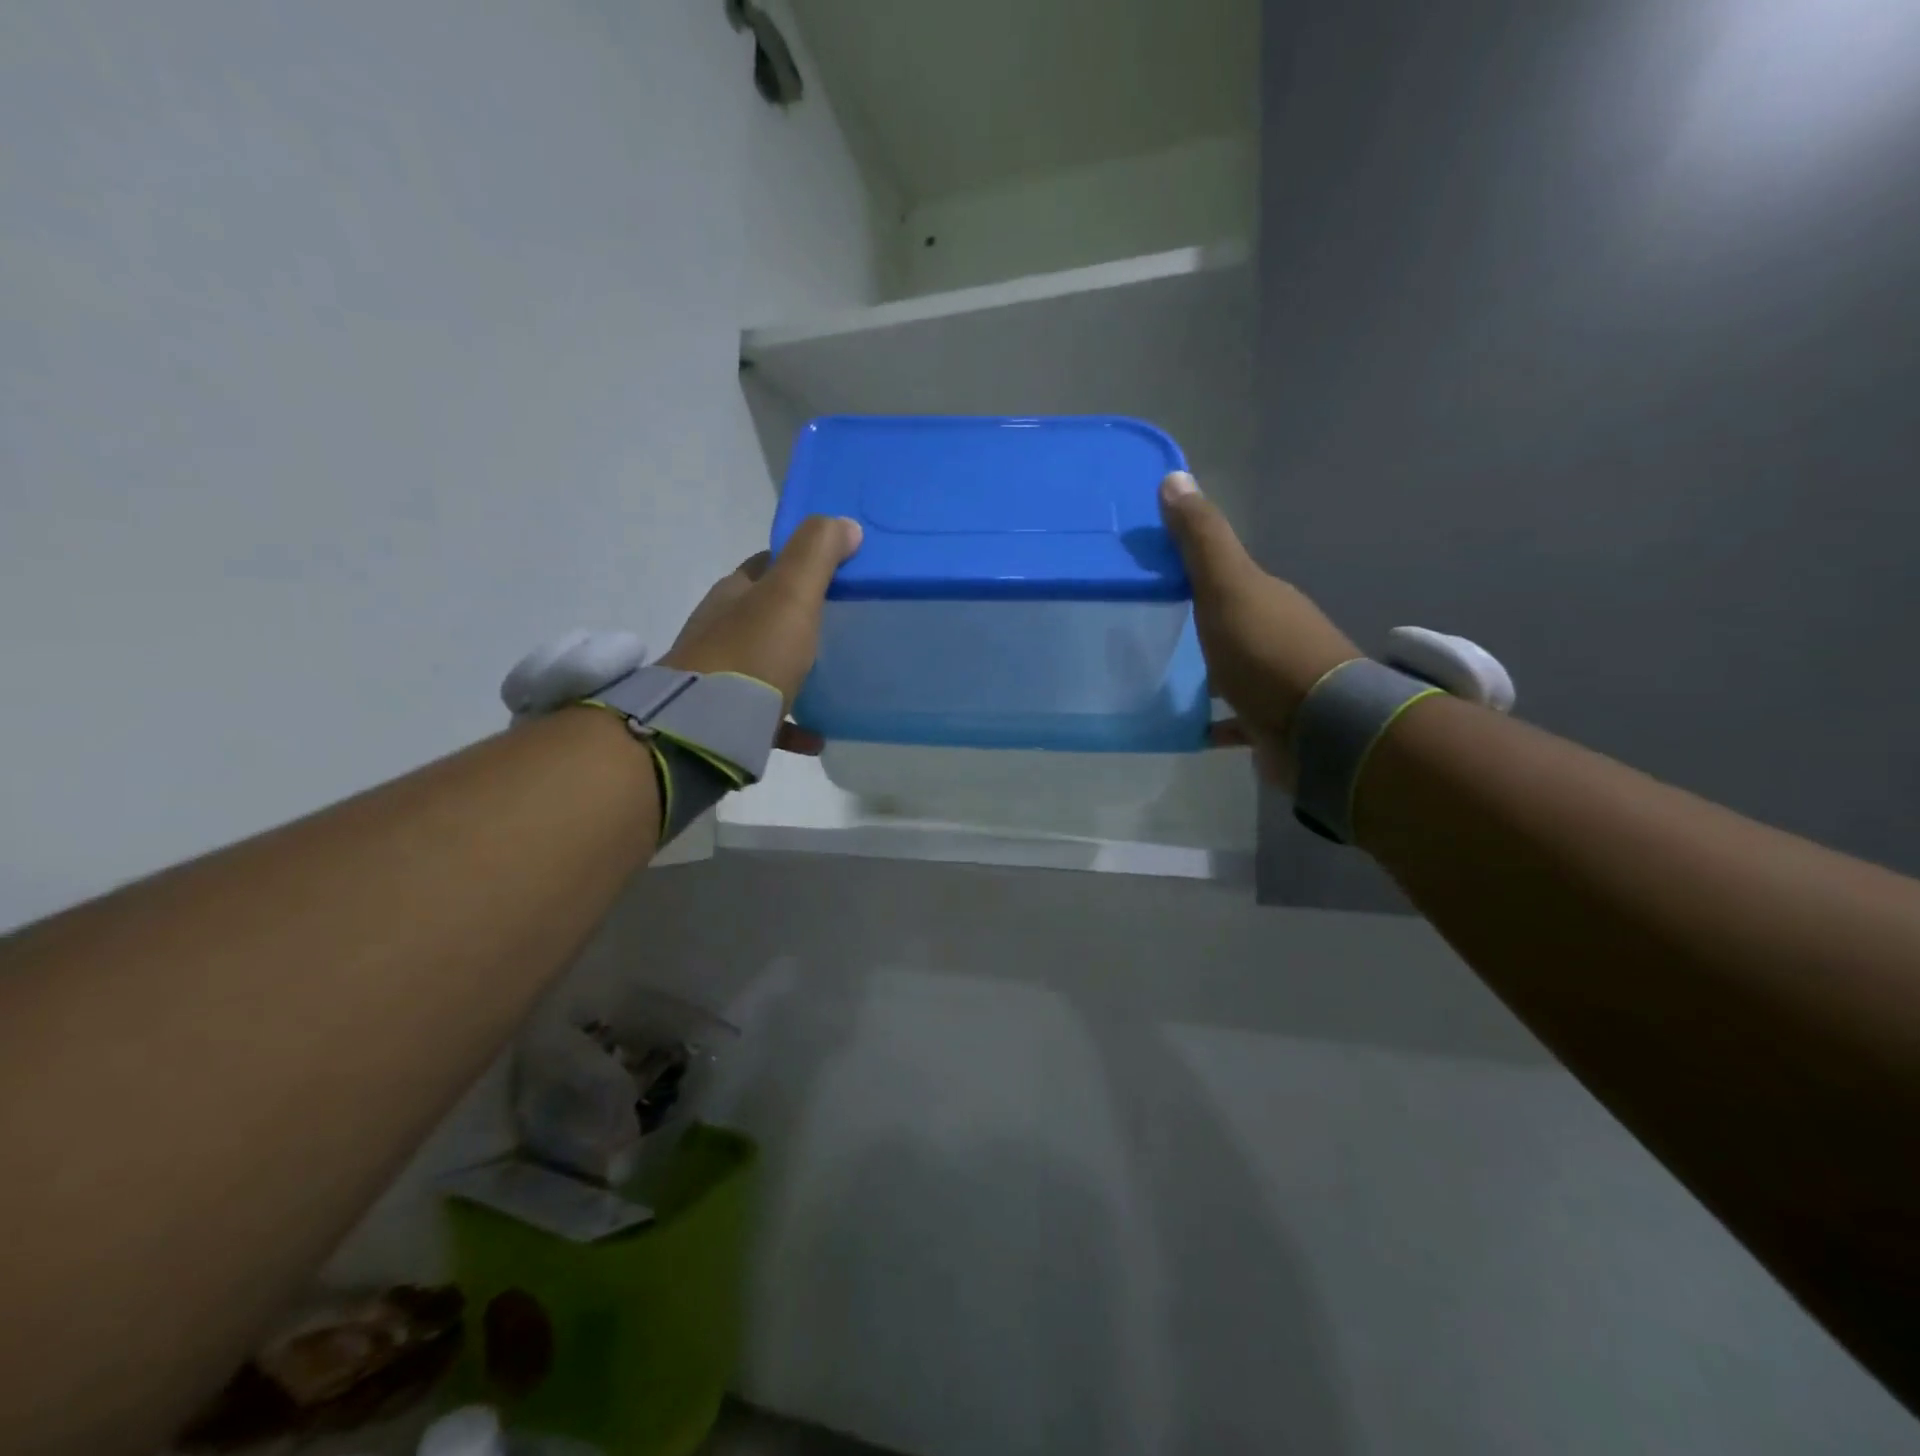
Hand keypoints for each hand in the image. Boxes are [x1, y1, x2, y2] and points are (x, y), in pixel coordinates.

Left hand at [660, 515, 861, 754]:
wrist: (705, 727)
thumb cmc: (753, 653)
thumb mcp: (790, 594)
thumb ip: (816, 554)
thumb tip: (844, 524)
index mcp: (734, 594)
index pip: (766, 565)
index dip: (800, 562)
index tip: (838, 571)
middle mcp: (721, 630)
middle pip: (765, 615)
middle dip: (798, 616)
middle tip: (843, 624)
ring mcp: (720, 676)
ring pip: (763, 664)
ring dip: (793, 667)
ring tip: (833, 677)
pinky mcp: (725, 718)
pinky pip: (767, 717)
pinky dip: (792, 722)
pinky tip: (817, 735)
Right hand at [1159, 472, 1358, 785]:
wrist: (1320, 729)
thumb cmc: (1267, 651)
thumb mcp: (1228, 586)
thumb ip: (1202, 539)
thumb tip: (1175, 476)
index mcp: (1265, 598)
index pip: (1224, 575)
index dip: (1189, 570)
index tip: (1147, 575)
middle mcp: (1274, 635)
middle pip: (1228, 623)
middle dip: (1192, 624)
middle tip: (1140, 630)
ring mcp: (1274, 682)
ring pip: (1229, 671)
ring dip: (1201, 673)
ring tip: (1151, 678)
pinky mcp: (1269, 723)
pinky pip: (1231, 719)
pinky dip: (1208, 720)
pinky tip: (1180, 725)